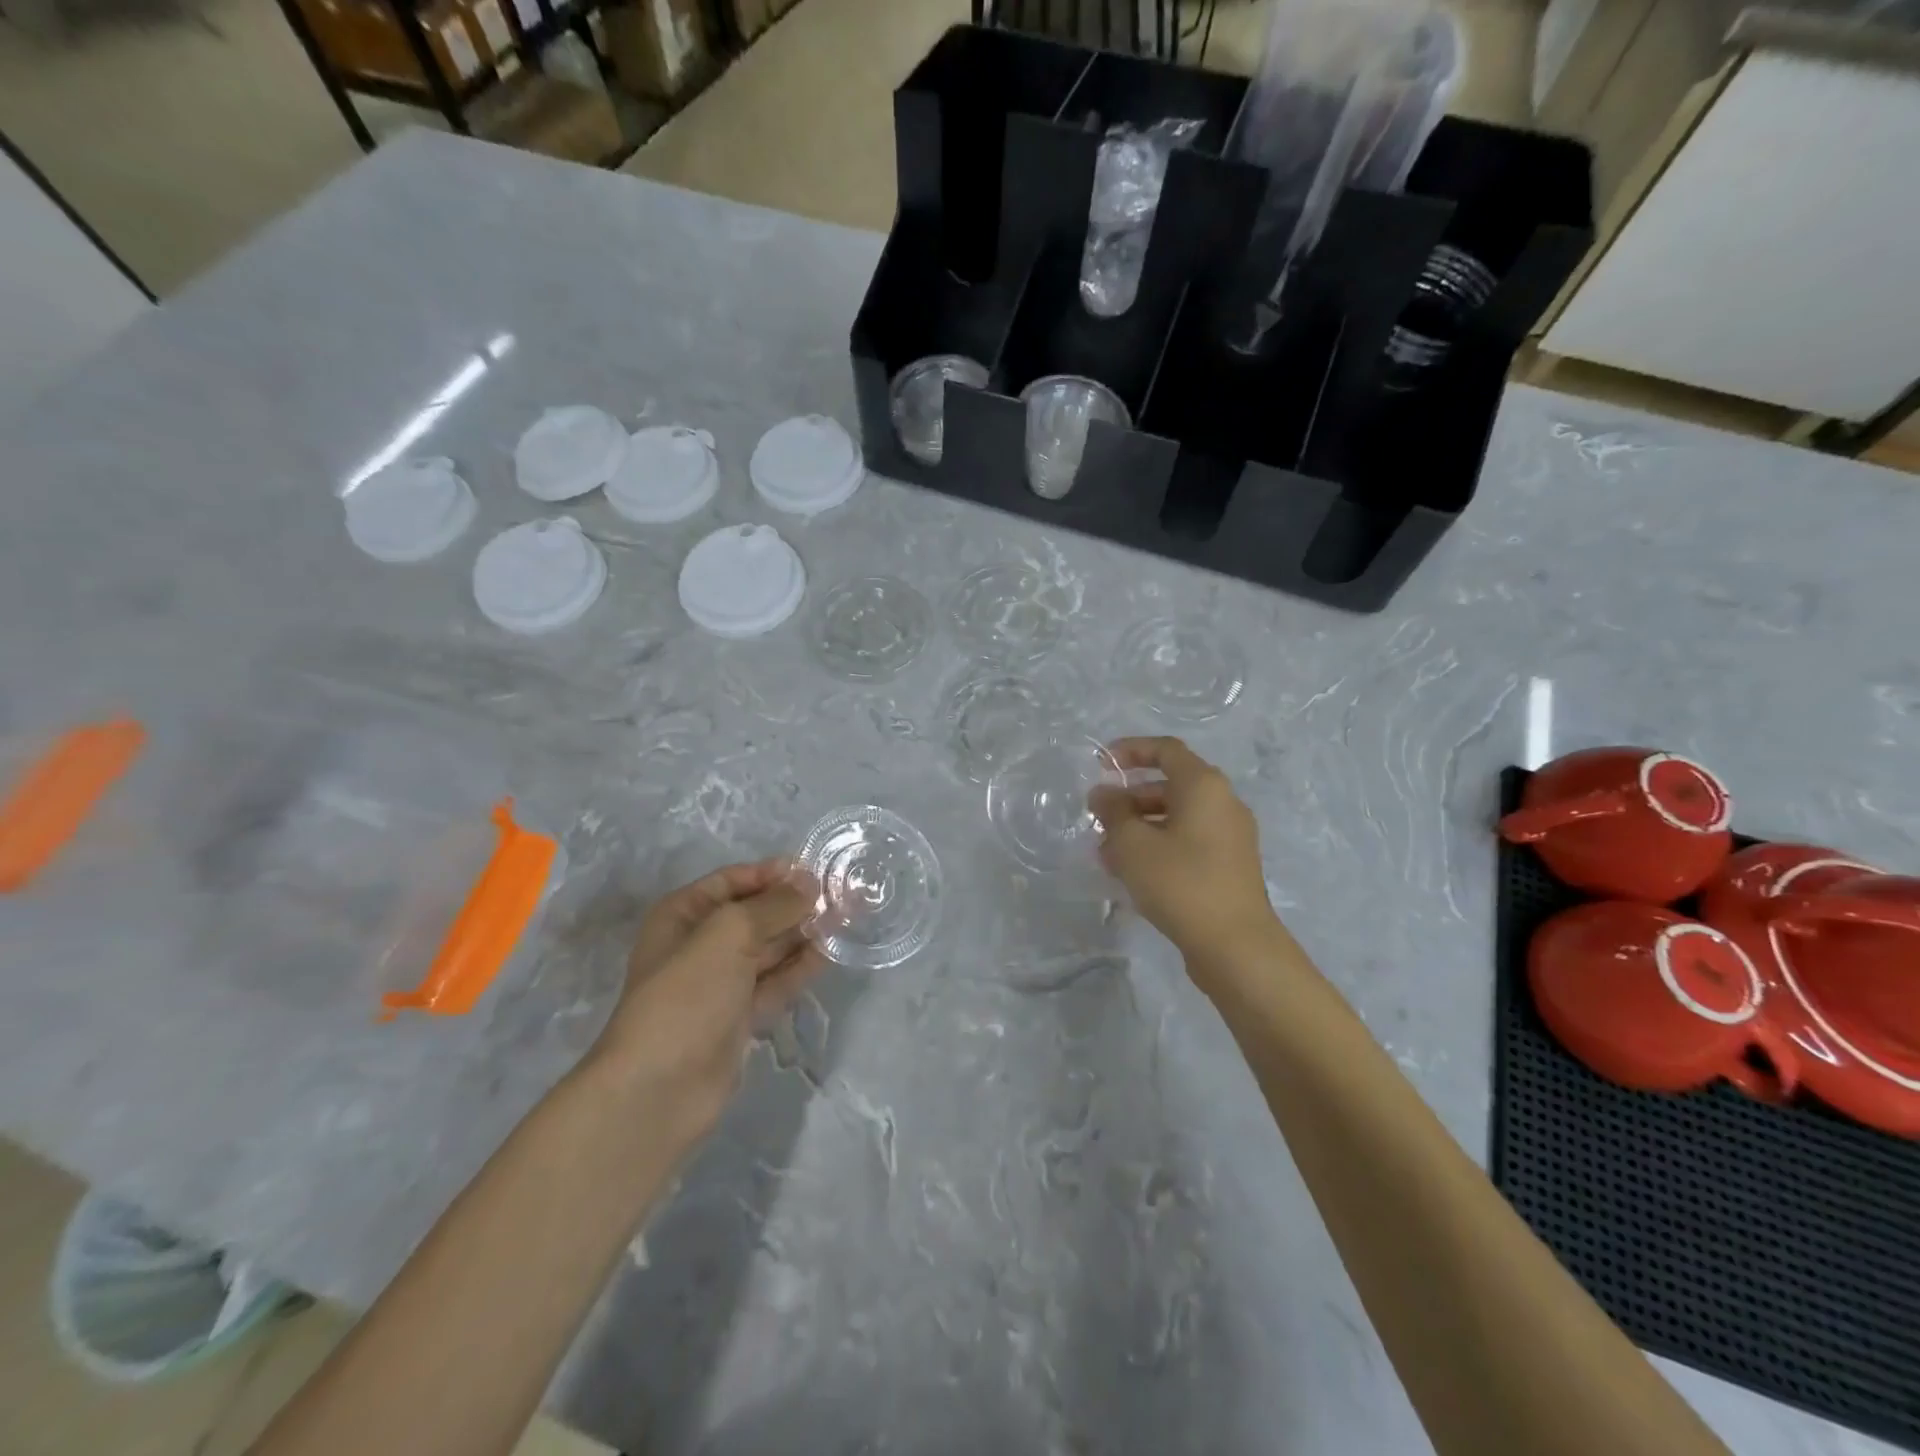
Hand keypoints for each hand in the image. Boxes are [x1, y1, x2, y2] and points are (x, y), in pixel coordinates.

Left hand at [588, 858, 824, 1145]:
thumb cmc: (687, 996)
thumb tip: (810, 883)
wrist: (660, 1089)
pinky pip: (777, 981)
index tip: (816, 869)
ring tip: (847, 917)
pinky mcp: (741, 1015)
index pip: (734, 880)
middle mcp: (701, 943)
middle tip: (843, 894)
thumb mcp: (729, 934)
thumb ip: (773, 905)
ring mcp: (722, 982)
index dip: (773, 873)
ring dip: (804, 933)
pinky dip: (802, 967)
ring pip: (770, 947)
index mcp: (683, 915)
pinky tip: (832, 952)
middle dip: (795, 903)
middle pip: (755, 913)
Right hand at [1089, 737, 1284, 990]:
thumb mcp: (1132, 844)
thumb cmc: (1180, 882)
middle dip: (1130, 797)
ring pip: (1177, 817)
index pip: (1165, 750)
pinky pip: (1188, 841)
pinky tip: (1132, 872)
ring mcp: (1231, 836)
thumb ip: (1113, 812)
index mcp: (1203, 786)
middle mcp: (1223, 803)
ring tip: (1107, 852)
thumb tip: (1103, 794)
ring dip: (1140, 826)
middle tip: (1099, 817)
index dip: (1131, 750)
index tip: (1101, 764)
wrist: (1235, 945)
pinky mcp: (1229, 865)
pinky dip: (1159, 845)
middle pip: (1171, 785)